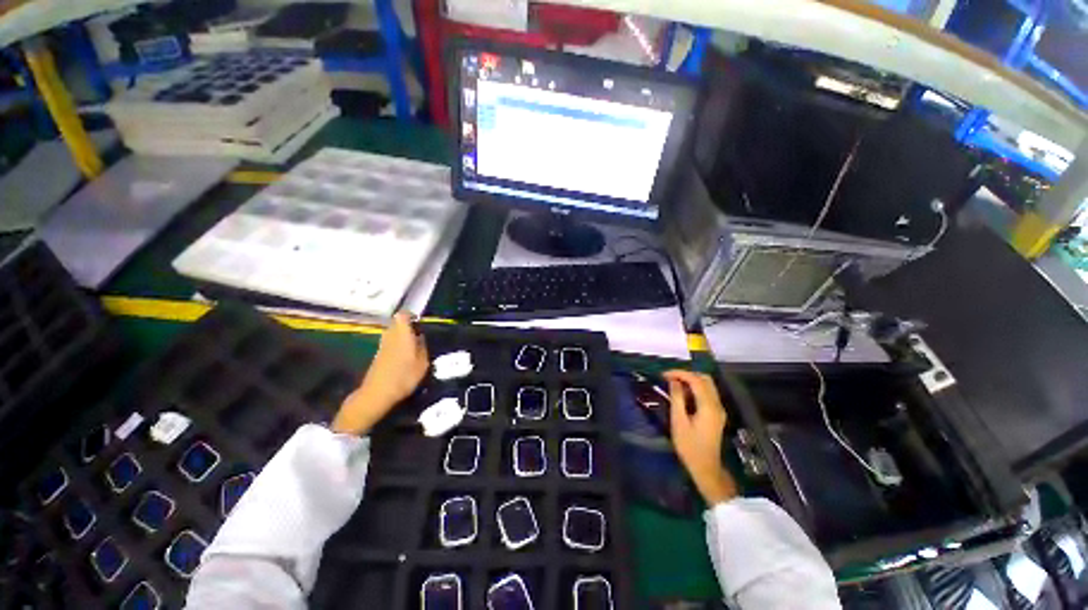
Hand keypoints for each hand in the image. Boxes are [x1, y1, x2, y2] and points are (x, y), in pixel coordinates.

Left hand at [332, 312, 428, 434]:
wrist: (377, 393)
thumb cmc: (404, 377)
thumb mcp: (422, 364)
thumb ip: (423, 347)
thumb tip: (421, 337)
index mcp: (402, 335)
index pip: (402, 315)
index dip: (410, 315)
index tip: (419, 320)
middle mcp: (391, 336)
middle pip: (397, 323)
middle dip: (407, 326)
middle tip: (419, 334)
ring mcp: (382, 345)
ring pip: (392, 333)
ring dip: (402, 336)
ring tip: (413, 345)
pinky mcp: (378, 355)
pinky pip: (389, 343)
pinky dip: (397, 344)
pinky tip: (404, 356)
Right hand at [664, 370, 737, 505]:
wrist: (705, 467)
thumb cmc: (689, 446)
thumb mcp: (678, 422)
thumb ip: (677, 399)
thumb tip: (674, 382)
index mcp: (709, 406)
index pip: (696, 380)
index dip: (680, 373)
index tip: (664, 374)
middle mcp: (717, 405)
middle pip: (705, 379)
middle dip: (687, 374)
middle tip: (670, 378)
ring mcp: (718, 409)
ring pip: (707, 385)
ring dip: (691, 381)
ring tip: (674, 384)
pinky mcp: (716, 414)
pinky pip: (707, 393)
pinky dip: (695, 389)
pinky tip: (683, 394)